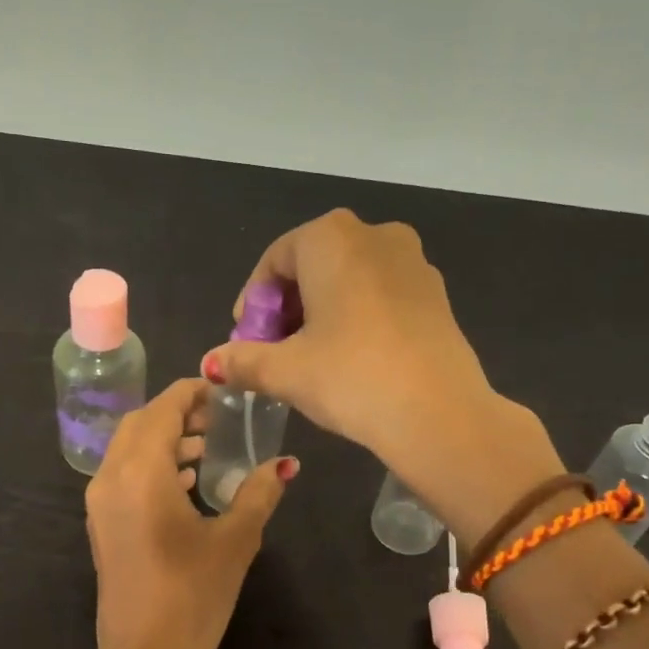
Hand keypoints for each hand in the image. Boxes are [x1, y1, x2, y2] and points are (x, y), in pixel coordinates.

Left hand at [84, 378, 294, 648]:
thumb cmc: (193, 595)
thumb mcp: (235, 540)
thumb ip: (259, 493)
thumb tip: (286, 464)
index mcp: (140, 472)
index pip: (162, 410)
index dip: (190, 393)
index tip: (221, 390)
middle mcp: (110, 478)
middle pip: (139, 424)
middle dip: (176, 414)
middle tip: (216, 419)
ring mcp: (99, 504)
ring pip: (127, 450)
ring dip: (163, 441)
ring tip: (205, 450)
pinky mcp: (101, 526)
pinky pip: (122, 476)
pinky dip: (150, 466)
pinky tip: (185, 484)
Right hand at [201, 210, 557, 498]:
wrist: (438, 413)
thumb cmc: (350, 376)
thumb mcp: (285, 371)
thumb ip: (242, 360)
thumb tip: (210, 364)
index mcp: (331, 238)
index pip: (275, 260)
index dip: (254, 302)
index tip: (247, 340)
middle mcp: (375, 234)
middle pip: (313, 265)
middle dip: (287, 307)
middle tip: (275, 351)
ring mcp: (413, 262)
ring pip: (349, 279)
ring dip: (322, 312)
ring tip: (311, 358)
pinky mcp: (436, 294)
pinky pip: (381, 294)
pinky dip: (357, 317)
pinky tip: (353, 358)